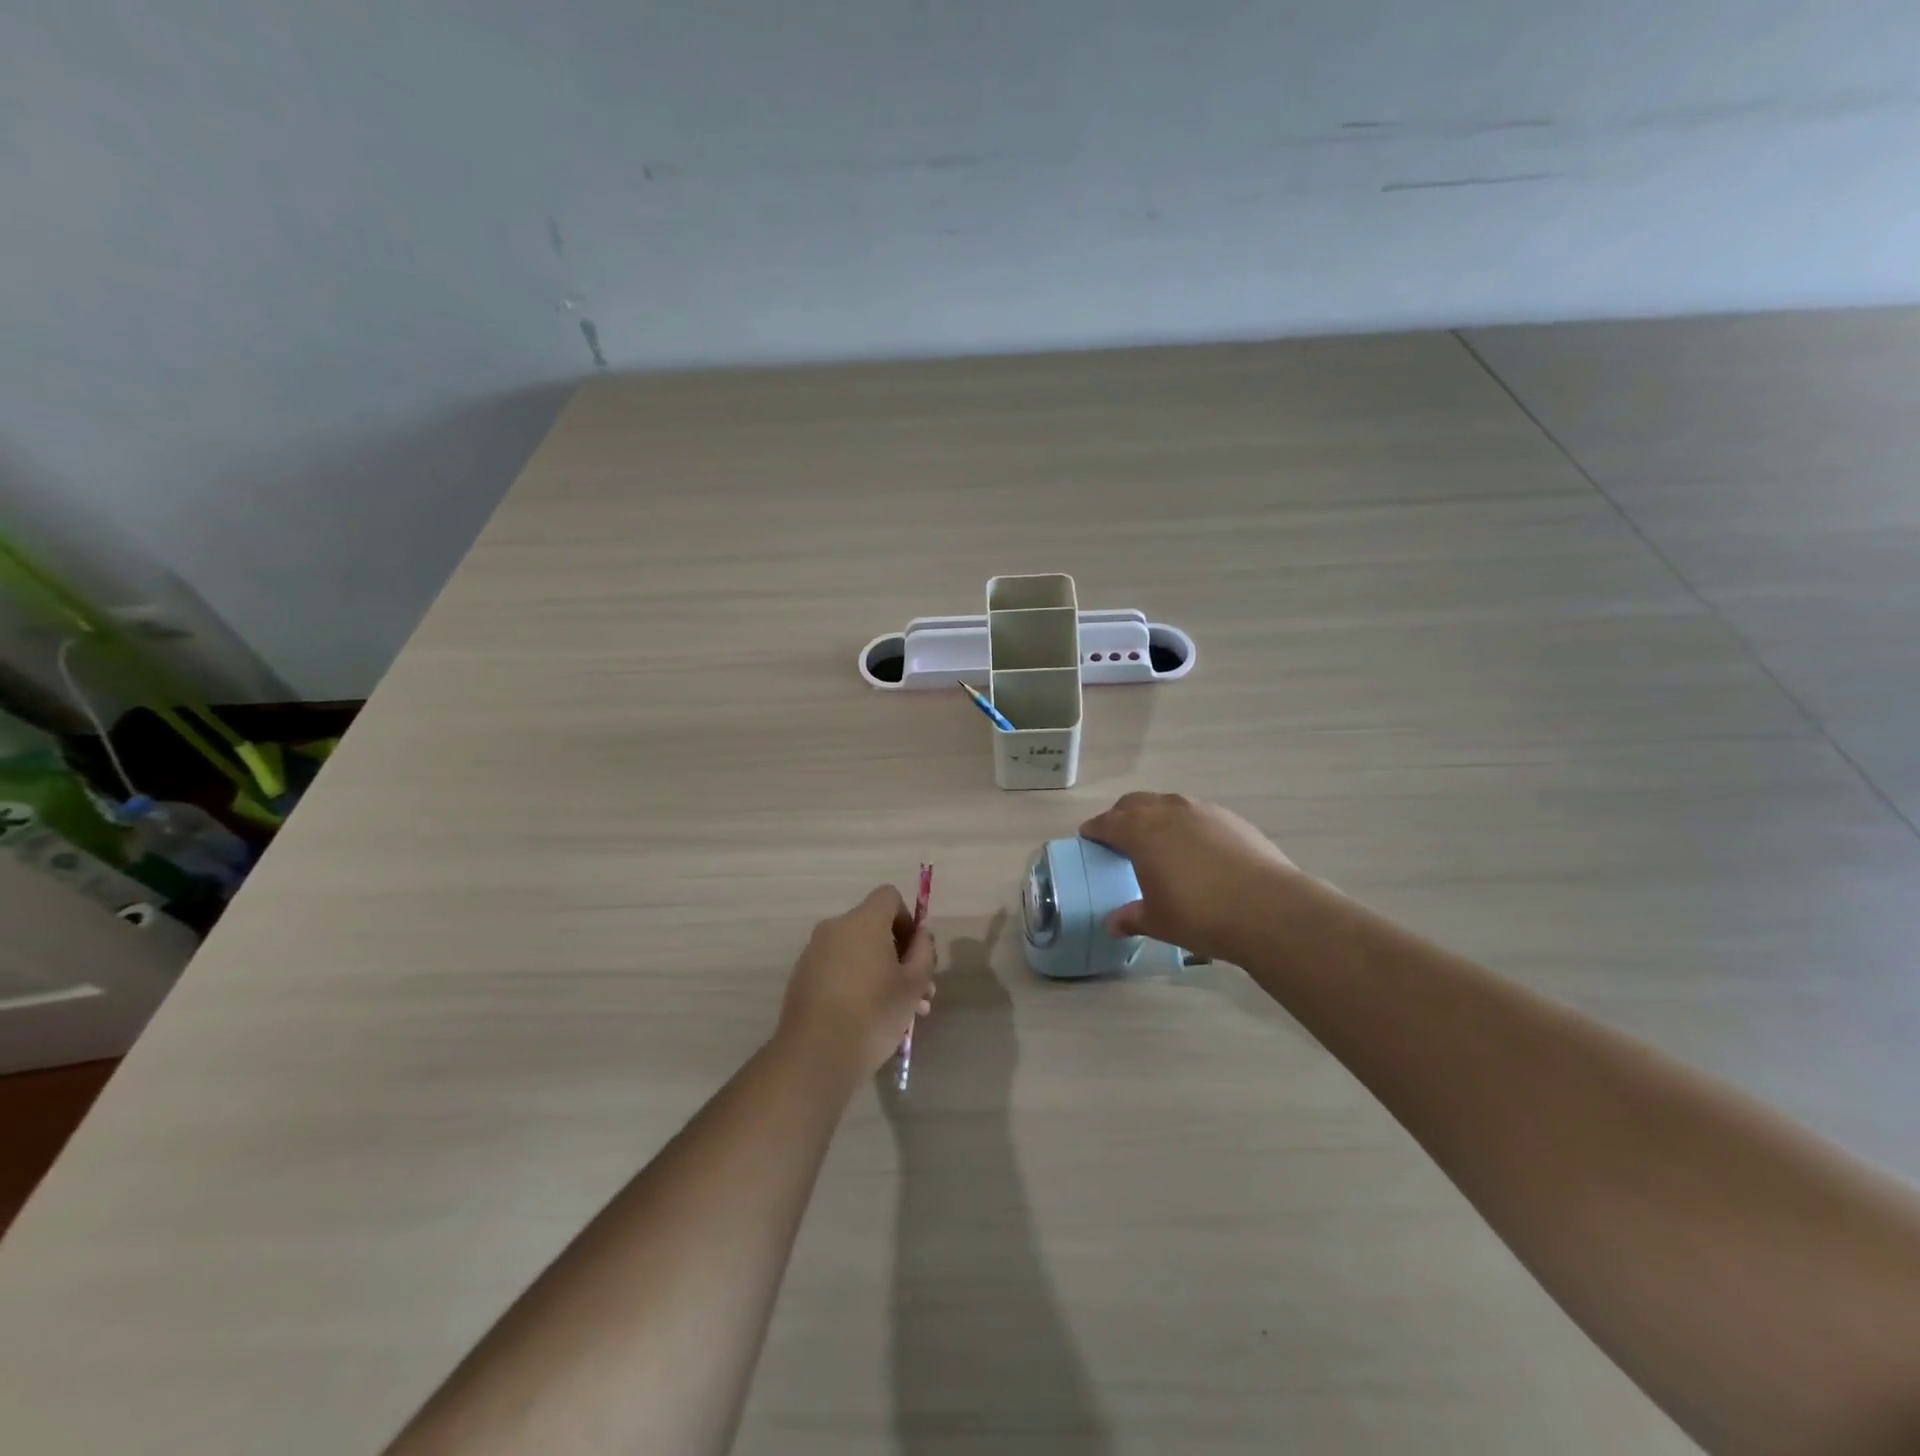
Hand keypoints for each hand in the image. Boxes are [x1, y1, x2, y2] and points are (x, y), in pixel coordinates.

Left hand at [778, 886, 935, 1079]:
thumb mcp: (914, 983)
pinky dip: (856, 983)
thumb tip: (921, 935)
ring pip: (857, 952)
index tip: (916, 954)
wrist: (816, 1055)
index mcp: (863, 921)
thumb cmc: (874, 1013)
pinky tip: (869, 1019)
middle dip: (899, 955)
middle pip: (874, 927)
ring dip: (881, 973)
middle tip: (919, 993)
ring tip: (901, 1014)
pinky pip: (838, 968)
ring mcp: (814, 953)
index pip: (889, 896)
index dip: (908, 920)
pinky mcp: (802, 977)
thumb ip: (924, 951)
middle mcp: (835, 928)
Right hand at [1079, 792, 1299, 961]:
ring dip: (1155, 815)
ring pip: (1167, 803)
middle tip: (1119, 836)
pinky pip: (1196, 813)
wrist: (1267, 908)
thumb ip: (1131, 918)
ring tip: (1158, 839)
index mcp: (1140, 831)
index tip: (1088, 836)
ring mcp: (1202, 810)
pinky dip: (1185, 824)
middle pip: (1135, 803)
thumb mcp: (1157, 921)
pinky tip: (1194, 847)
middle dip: (1122, 816)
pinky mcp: (1230, 818)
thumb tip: (1111, 924)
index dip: (1095, 830)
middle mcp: (1167, 811)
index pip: (1107, 823)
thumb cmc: (1199, 914)